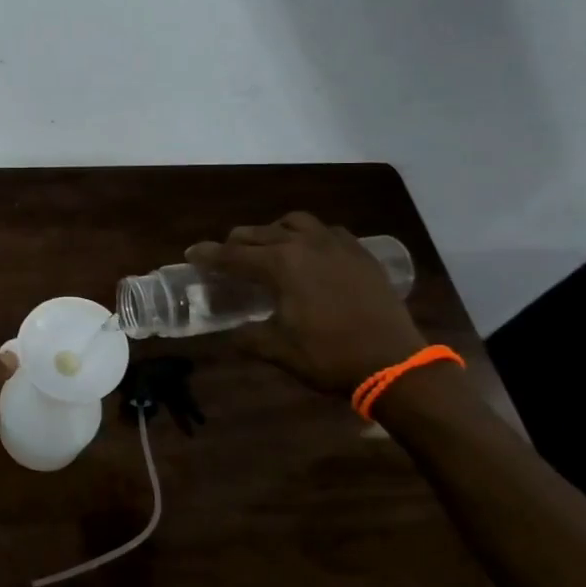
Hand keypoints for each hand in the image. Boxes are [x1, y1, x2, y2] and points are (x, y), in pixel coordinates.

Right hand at [185, 212, 425, 392]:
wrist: (394, 363)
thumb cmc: (329, 357)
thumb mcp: (278, 350)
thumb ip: (249, 336)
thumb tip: (232, 332)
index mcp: (281, 265)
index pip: (233, 255)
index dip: (208, 255)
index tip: (191, 253)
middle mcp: (306, 245)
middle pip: (260, 233)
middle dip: (238, 242)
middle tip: (226, 256)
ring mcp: (337, 246)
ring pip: (296, 223)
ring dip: (275, 231)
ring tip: (269, 247)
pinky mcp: (361, 254)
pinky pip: (329, 232)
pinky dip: (311, 237)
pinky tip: (311, 253)